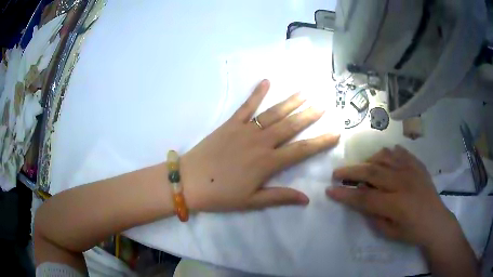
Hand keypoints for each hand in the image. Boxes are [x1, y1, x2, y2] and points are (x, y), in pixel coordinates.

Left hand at [181, 79, 339, 211]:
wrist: (189, 181)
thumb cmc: (220, 194)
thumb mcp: (252, 202)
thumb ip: (280, 197)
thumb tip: (307, 199)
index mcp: (267, 163)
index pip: (301, 150)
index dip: (321, 142)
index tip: (335, 133)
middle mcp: (260, 142)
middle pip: (291, 126)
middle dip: (310, 115)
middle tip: (324, 104)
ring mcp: (244, 130)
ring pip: (273, 113)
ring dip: (290, 102)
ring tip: (305, 92)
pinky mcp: (230, 124)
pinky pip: (246, 106)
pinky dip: (256, 93)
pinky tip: (266, 81)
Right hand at [326, 146, 458, 247]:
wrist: (436, 221)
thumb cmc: (412, 232)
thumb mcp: (389, 233)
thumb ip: (373, 216)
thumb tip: (361, 200)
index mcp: (396, 204)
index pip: (364, 197)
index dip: (345, 194)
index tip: (329, 190)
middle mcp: (403, 182)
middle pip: (372, 172)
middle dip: (350, 172)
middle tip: (337, 173)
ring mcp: (412, 170)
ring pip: (384, 157)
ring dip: (368, 161)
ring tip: (362, 169)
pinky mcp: (417, 165)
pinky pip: (399, 152)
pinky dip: (387, 153)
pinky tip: (383, 159)